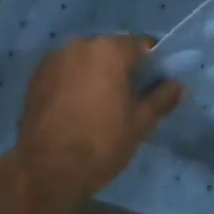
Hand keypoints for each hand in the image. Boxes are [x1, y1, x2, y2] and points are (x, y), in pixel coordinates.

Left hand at [15, 35, 182, 197]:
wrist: (47, 168)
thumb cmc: (101, 142)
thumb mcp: (140, 123)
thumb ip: (162, 98)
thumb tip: (177, 85)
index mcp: (110, 49)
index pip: (142, 45)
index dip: (153, 63)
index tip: (155, 84)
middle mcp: (80, 44)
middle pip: (111, 50)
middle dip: (122, 68)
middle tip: (129, 97)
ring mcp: (54, 58)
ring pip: (86, 60)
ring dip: (95, 74)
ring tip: (99, 104)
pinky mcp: (36, 76)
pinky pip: (65, 71)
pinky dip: (73, 82)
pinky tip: (76, 107)